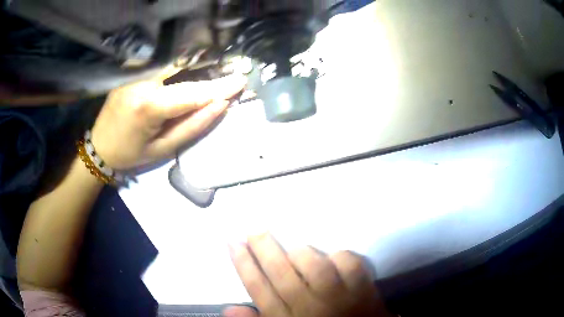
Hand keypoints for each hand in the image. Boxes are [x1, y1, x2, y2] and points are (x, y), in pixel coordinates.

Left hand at [91, 69, 245, 169]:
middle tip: (230, 77)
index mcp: (148, 105)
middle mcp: (141, 81)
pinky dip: (179, 65)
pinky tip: (190, 67)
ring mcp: (135, 72)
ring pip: (174, 63)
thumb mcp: (163, 148)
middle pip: (185, 71)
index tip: (241, 81)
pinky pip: (161, 64)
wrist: (99, 146)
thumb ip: (193, 126)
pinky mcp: (132, 70)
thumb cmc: (130, 153)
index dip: (219, 87)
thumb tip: (220, 105)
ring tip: (214, 71)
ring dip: (196, 65)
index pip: (192, 92)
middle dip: (209, 73)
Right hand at [224, 234, 391, 316]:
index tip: (232, 241)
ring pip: (314, 266)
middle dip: (263, 248)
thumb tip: (229, 307)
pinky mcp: (363, 289)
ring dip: (301, 253)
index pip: (257, 288)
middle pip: (280, 272)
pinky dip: (340, 256)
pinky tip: (334, 259)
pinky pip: (349, 264)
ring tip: (294, 250)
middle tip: (254, 230)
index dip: (243, 263)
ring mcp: (338, 296)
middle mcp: (308, 306)